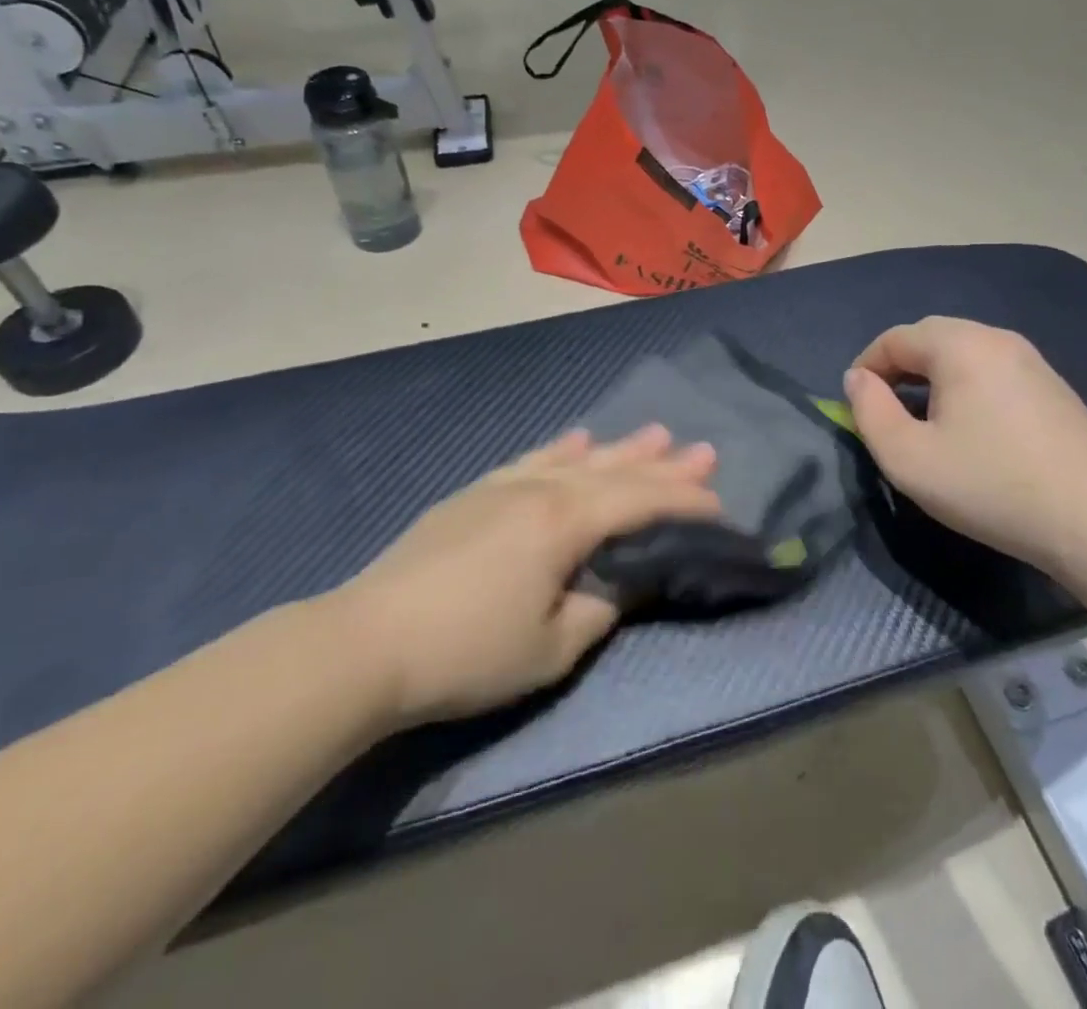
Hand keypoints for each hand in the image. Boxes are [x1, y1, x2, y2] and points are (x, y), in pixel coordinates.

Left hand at [337, 426, 719, 725]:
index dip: (683, 502)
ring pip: (577, 459)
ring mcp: (505, 487)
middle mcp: (541, 490)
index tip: (719, 504)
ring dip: (620, 448)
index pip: (640, 502)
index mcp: (565, 523)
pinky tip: (577, 439)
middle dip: (663, 465)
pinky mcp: (475, 495)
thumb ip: (600, 609)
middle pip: (614, 471)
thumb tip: (624, 583)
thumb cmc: (467, 652)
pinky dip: (562, 449)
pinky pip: (533, 460)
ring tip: (655, 433)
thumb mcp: (550, 647)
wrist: (366, 641)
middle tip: (704, 449)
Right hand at [843, 317, 1086, 566]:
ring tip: (923, 420)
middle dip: (898, 367)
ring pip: (964, 352)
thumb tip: (857, 379)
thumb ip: (869, 412)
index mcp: (960, 345)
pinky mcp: (1054, 387)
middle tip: (885, 409)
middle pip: (931, 337)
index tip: (855, 405)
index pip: (895, 338)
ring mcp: (1032, 360)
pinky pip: (993, 370)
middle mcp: (997, 338)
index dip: (866, 367)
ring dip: (933, 376)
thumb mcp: (908, 458)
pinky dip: (966, 386)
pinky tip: (971, 428)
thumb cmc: (990, 485)